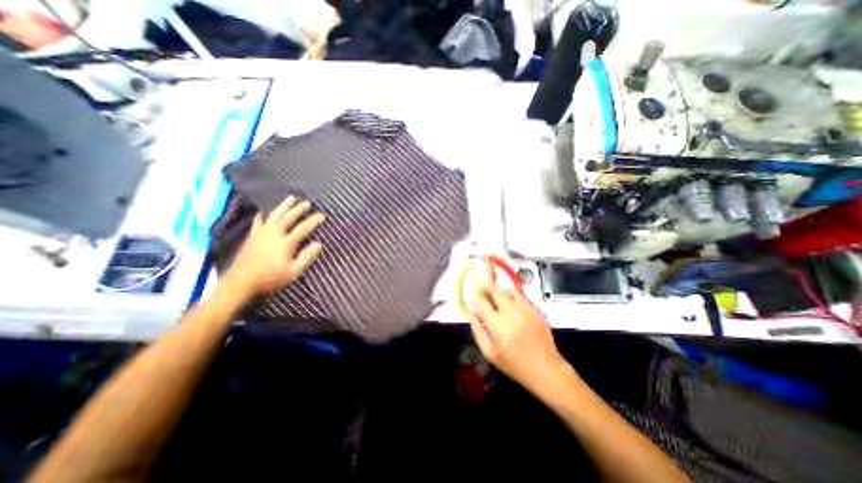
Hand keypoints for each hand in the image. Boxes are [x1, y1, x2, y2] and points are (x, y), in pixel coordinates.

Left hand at [220, 197, 327, 298]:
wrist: (240, 282)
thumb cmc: (270, 278)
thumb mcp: (293, 272)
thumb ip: (306, 257)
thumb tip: (319, 244)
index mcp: (286, 243)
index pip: (303, 228)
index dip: (313, 221)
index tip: (322, 215)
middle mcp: (274, 234)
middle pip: (288, 218)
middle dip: (299, 209)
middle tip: (307, 203)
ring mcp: (261, 234)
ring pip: (274, 216)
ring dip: (284, 206)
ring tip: (291, 198)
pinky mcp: (252, 237)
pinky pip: (258, 223)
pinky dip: (261, 217)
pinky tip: (262, 212)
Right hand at [469, 287, 569, 388]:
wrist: (545, 369)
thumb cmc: (513, 364)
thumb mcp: (489, 352)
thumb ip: (477, 330)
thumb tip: (469, 312)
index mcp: (497, 323)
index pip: (481, 301)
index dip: (474, 297)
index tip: (472, 297)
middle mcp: (511, 312)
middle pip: (495, 290)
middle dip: (486, 288)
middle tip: (483, 292)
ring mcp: (525, 309)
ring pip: (509, 290)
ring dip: (500, 292)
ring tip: (497, 299)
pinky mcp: (536, 310)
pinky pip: (521, 297)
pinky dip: (513, 298)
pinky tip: (512, 307)